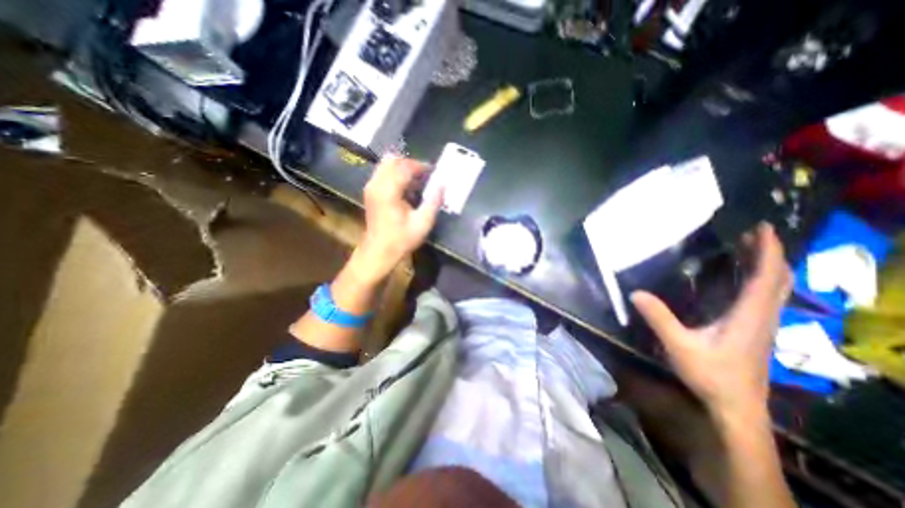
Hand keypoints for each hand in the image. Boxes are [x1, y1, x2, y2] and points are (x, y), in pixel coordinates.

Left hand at [358, 154, 443, 281]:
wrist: (379, 252)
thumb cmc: (401, 239)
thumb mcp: (422, 223)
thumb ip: (433, 202)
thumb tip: (442, 185)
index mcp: (388, 191)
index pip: (405, 167)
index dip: (421, 166)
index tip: (434, 171)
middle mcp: (376, 184)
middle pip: (393, 160)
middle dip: (411, 164)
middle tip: (425, 175)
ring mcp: (371, 187)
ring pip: (386, 165)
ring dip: (403, 169)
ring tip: (417, 181)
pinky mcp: (370, 192)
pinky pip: (383, 173)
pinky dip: (396, 175)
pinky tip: (407, 188)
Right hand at [631, 222, 793, 423]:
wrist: (736, 405)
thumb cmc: (710, 375)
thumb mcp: (679, 345)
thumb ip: (659, 318)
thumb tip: (635, 292)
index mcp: (749, 316)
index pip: (767, 278)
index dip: (768, 252)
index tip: (762, 229)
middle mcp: (762, 317)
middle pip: (777, 280)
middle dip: (769, 254)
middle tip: (752, 234)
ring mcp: (761, 325)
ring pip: (775, 289)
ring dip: (766, 266)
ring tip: (749, 249)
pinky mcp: (755, 330)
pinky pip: (764, 298)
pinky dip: (760, 281)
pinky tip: (741, 279)